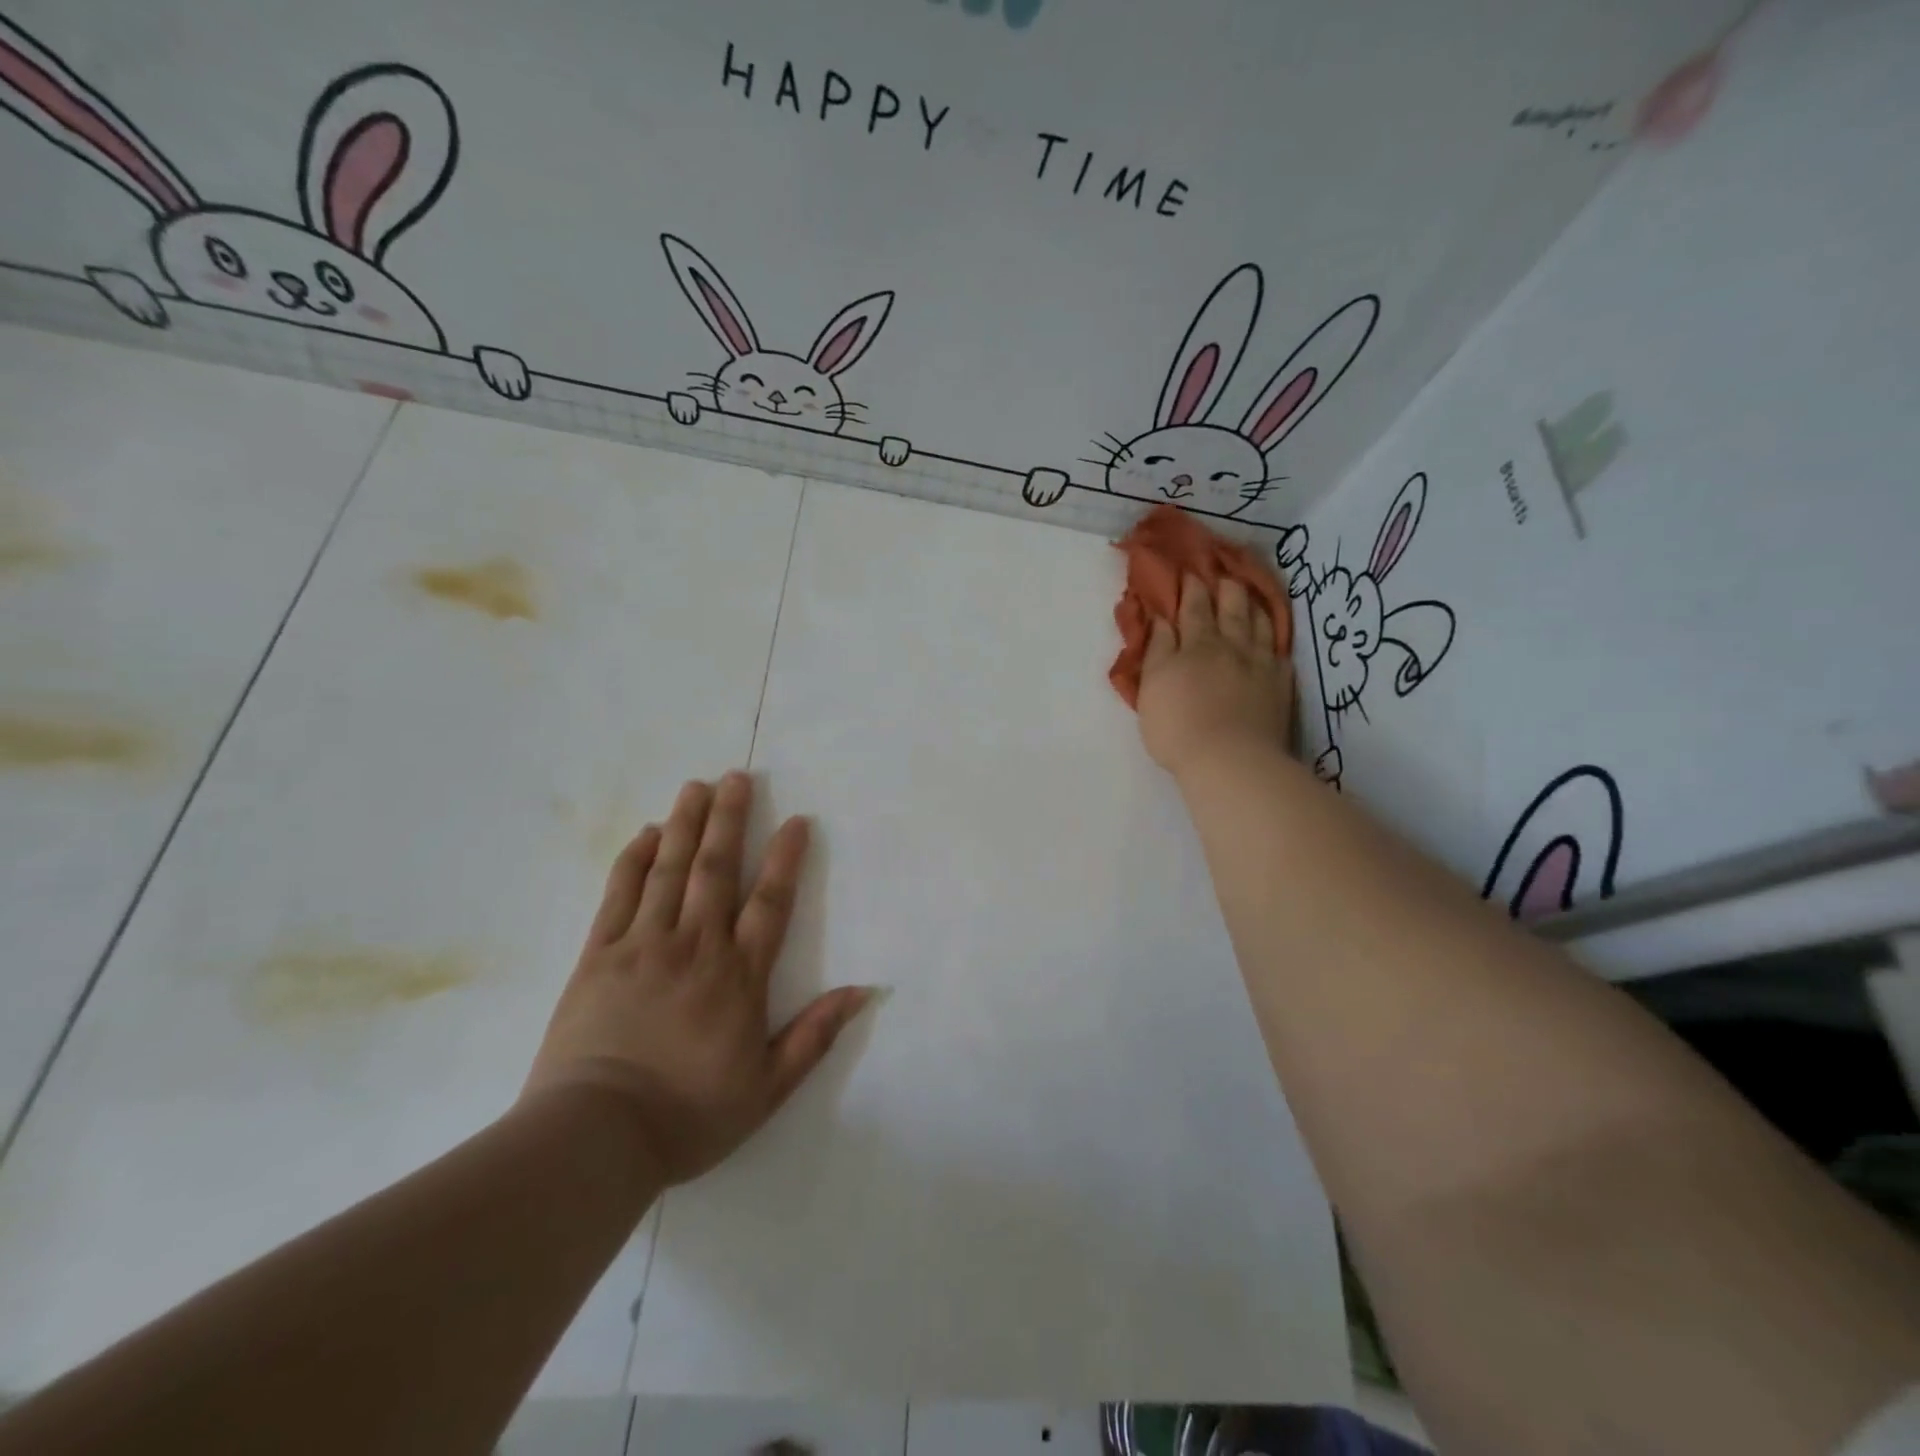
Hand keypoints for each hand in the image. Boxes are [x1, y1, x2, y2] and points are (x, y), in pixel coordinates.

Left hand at [524, 772, 874, 1185]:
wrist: (595, 1137)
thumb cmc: (689, 1114)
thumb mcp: (767, 1087)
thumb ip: (815, 1035)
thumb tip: (865, 991)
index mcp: (738, 976)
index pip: (770, 903)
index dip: (785, 858)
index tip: (795, 820)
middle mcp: (695, 946)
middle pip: (716, 870)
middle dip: (729, 820)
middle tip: (736, 776)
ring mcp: (643, 945)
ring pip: (670, 871)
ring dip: (685, 825)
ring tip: (696, 787)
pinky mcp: (599, 955)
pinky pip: (619, 895)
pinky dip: (634, 860)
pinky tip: (646, 834)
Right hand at [1137, 573, 1294, 778]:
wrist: (1230, 761)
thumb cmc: (1178, 726)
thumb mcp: (1152, 686)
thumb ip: (1158, 650)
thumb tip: (1162, 618)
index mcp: (1196, 644)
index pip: (1193, 608)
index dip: (1191, 588)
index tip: (1190, 572)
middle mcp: (1231, 646)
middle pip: (1231, 608)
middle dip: (1226, 588)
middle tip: (1224, 573)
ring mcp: (1261, 665)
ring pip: (1260, 624)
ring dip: (1254, 605)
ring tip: (1251, 594)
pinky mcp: (1280, 686)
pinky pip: (1280, 652)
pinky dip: (1275, 638)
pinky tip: (1273, 637)